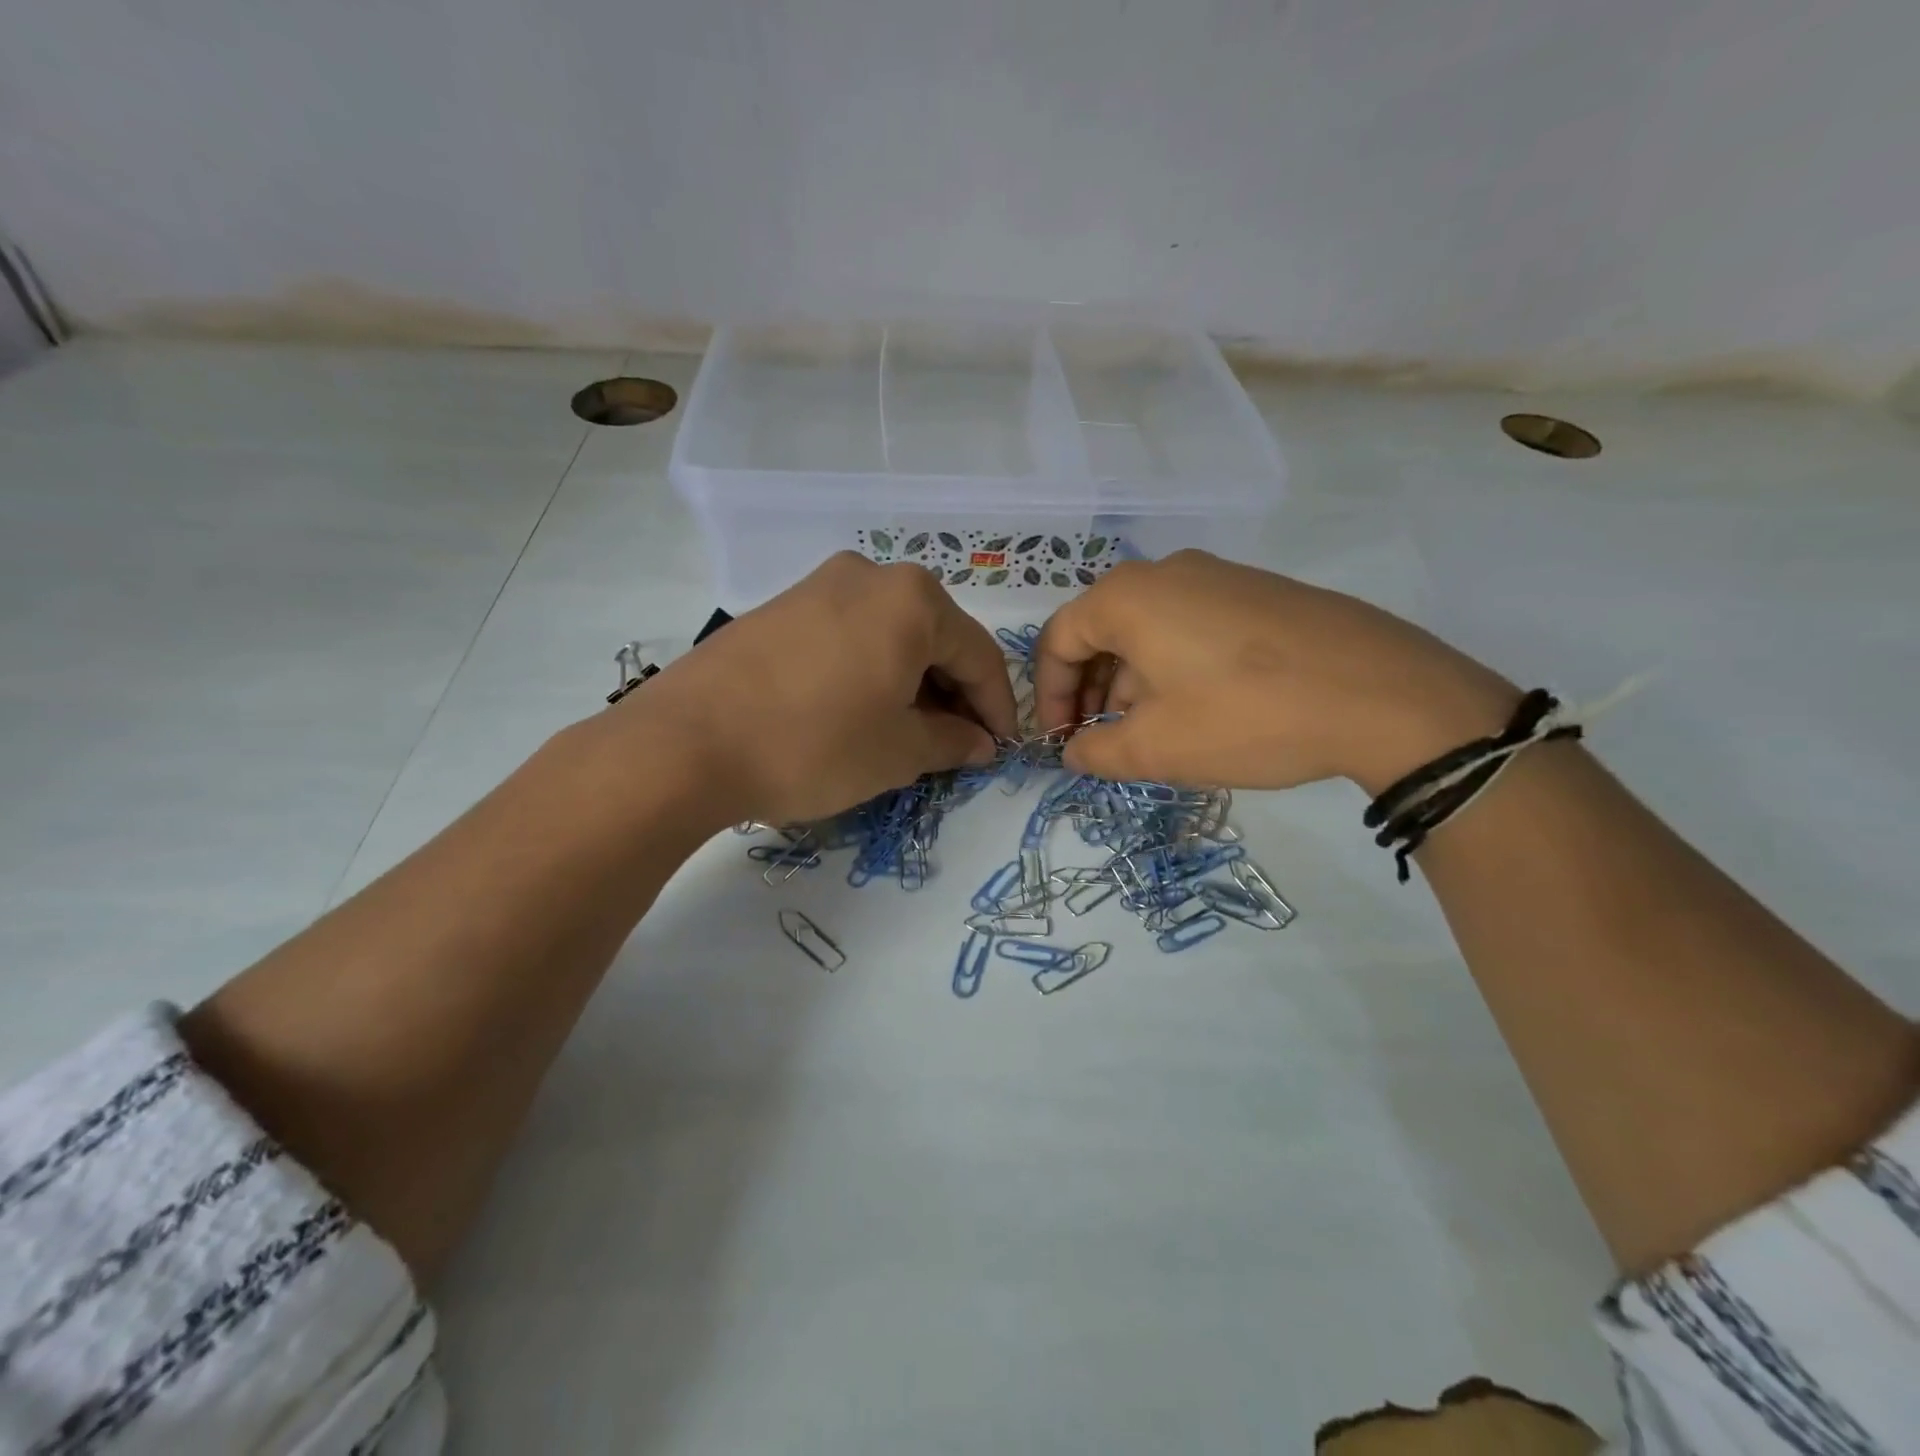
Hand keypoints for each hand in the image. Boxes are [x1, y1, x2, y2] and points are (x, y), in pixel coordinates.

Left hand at [630, 553, 1017, 824]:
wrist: (686, 743)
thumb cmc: (814, 744)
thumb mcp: (897, 752)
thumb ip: (951, 741)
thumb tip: (978, 743)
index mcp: (913, 600)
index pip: (979, 655)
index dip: (997, 707)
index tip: (1000, 748)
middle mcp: (870, 576)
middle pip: (935, 637)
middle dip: (953, 693)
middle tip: (956, 744)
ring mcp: (819, 586)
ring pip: (891, 635)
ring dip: (912, 683)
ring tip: (908, 733)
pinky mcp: (781, 608)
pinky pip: (849, 636)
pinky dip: (870, 671)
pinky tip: (859, 711)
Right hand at [1033, 551, 1518, 792]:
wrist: (1384, 694)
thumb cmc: (1247, 717)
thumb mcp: (1157, 749)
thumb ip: (1097, 752)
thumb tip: (1074, 750)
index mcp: (1128, 598)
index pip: (1059, 639)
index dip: (1049, 693)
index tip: (1062, 739)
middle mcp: (1168, 573)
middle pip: (1101, 629)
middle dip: (1089, 689)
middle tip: (1098, 737)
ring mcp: (1220, 576)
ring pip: (1148, 628)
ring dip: (1131, 681)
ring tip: (1147, 731)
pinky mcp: (1261, 592)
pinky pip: (1192, 625)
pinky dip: (1173, 665)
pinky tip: (1198, 709)